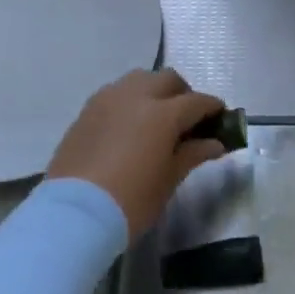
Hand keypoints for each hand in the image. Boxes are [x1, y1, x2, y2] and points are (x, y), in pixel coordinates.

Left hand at [46, 69, 227, 235]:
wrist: (74, 214)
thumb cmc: (131, 200)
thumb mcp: (169, 180)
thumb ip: (193, 154)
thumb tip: (215, 143)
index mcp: (163, 112)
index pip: (197, 101)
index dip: (213, 109)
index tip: (221, 119)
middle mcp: (136, 95)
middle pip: (168, 79)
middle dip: (183, 93)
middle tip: (188, 119)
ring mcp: (108, 99)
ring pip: (139, 79)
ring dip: (154, 91)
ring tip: (156, 119)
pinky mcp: (86, 110)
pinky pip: (115, 93)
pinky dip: (130, 101)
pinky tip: (129, 126)